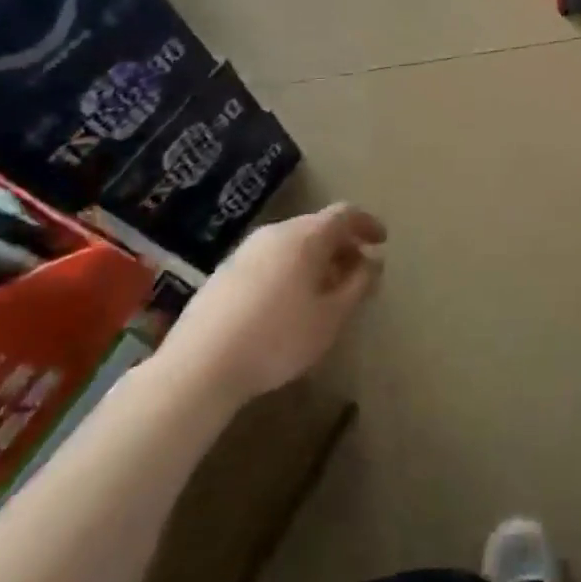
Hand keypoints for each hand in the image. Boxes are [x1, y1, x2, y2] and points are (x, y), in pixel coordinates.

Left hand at [156, 203, 386, 408]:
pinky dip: (290, 271)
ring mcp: (244, 252)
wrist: (198, 367)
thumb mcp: (332, 316)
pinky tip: (288, 304)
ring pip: (291, 244)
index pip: (345, 214)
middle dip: (342, 246)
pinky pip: (269, 260)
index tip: (382, 242)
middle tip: (357, 273)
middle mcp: (274, 233)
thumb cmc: (278, 338)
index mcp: (305, 236)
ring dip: (315, 260)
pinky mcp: (223, 274)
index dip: (367, 224)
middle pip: (317, 227)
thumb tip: (373, 262)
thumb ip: (359, 284)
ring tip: (325, 292)